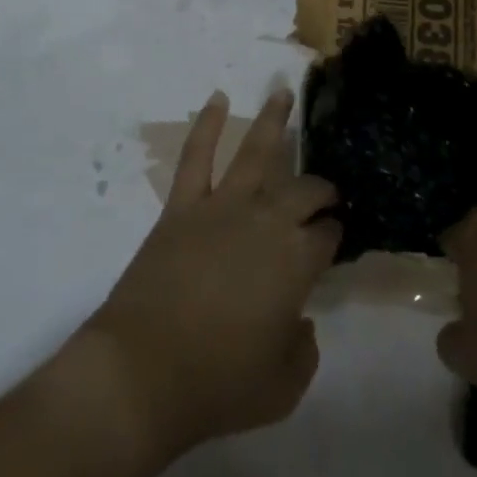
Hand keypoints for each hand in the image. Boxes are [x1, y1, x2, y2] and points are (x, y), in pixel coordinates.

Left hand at [82, 87, 341, 463]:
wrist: (141, 374)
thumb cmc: (218, 385)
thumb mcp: (284, 386)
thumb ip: (304, 348)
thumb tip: (300, 319)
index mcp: (298, 262)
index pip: (328, 234)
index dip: (335, 233)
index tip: (336, 236)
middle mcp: (267, 222)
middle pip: (303, 190)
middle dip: (320, 189)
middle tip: (326, 194)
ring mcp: (222, 208)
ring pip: (255, 153)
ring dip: (273, 120)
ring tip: (284, 91)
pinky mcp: (182, 208)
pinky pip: (196, 157)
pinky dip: (206, 125)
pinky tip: (215, 98)